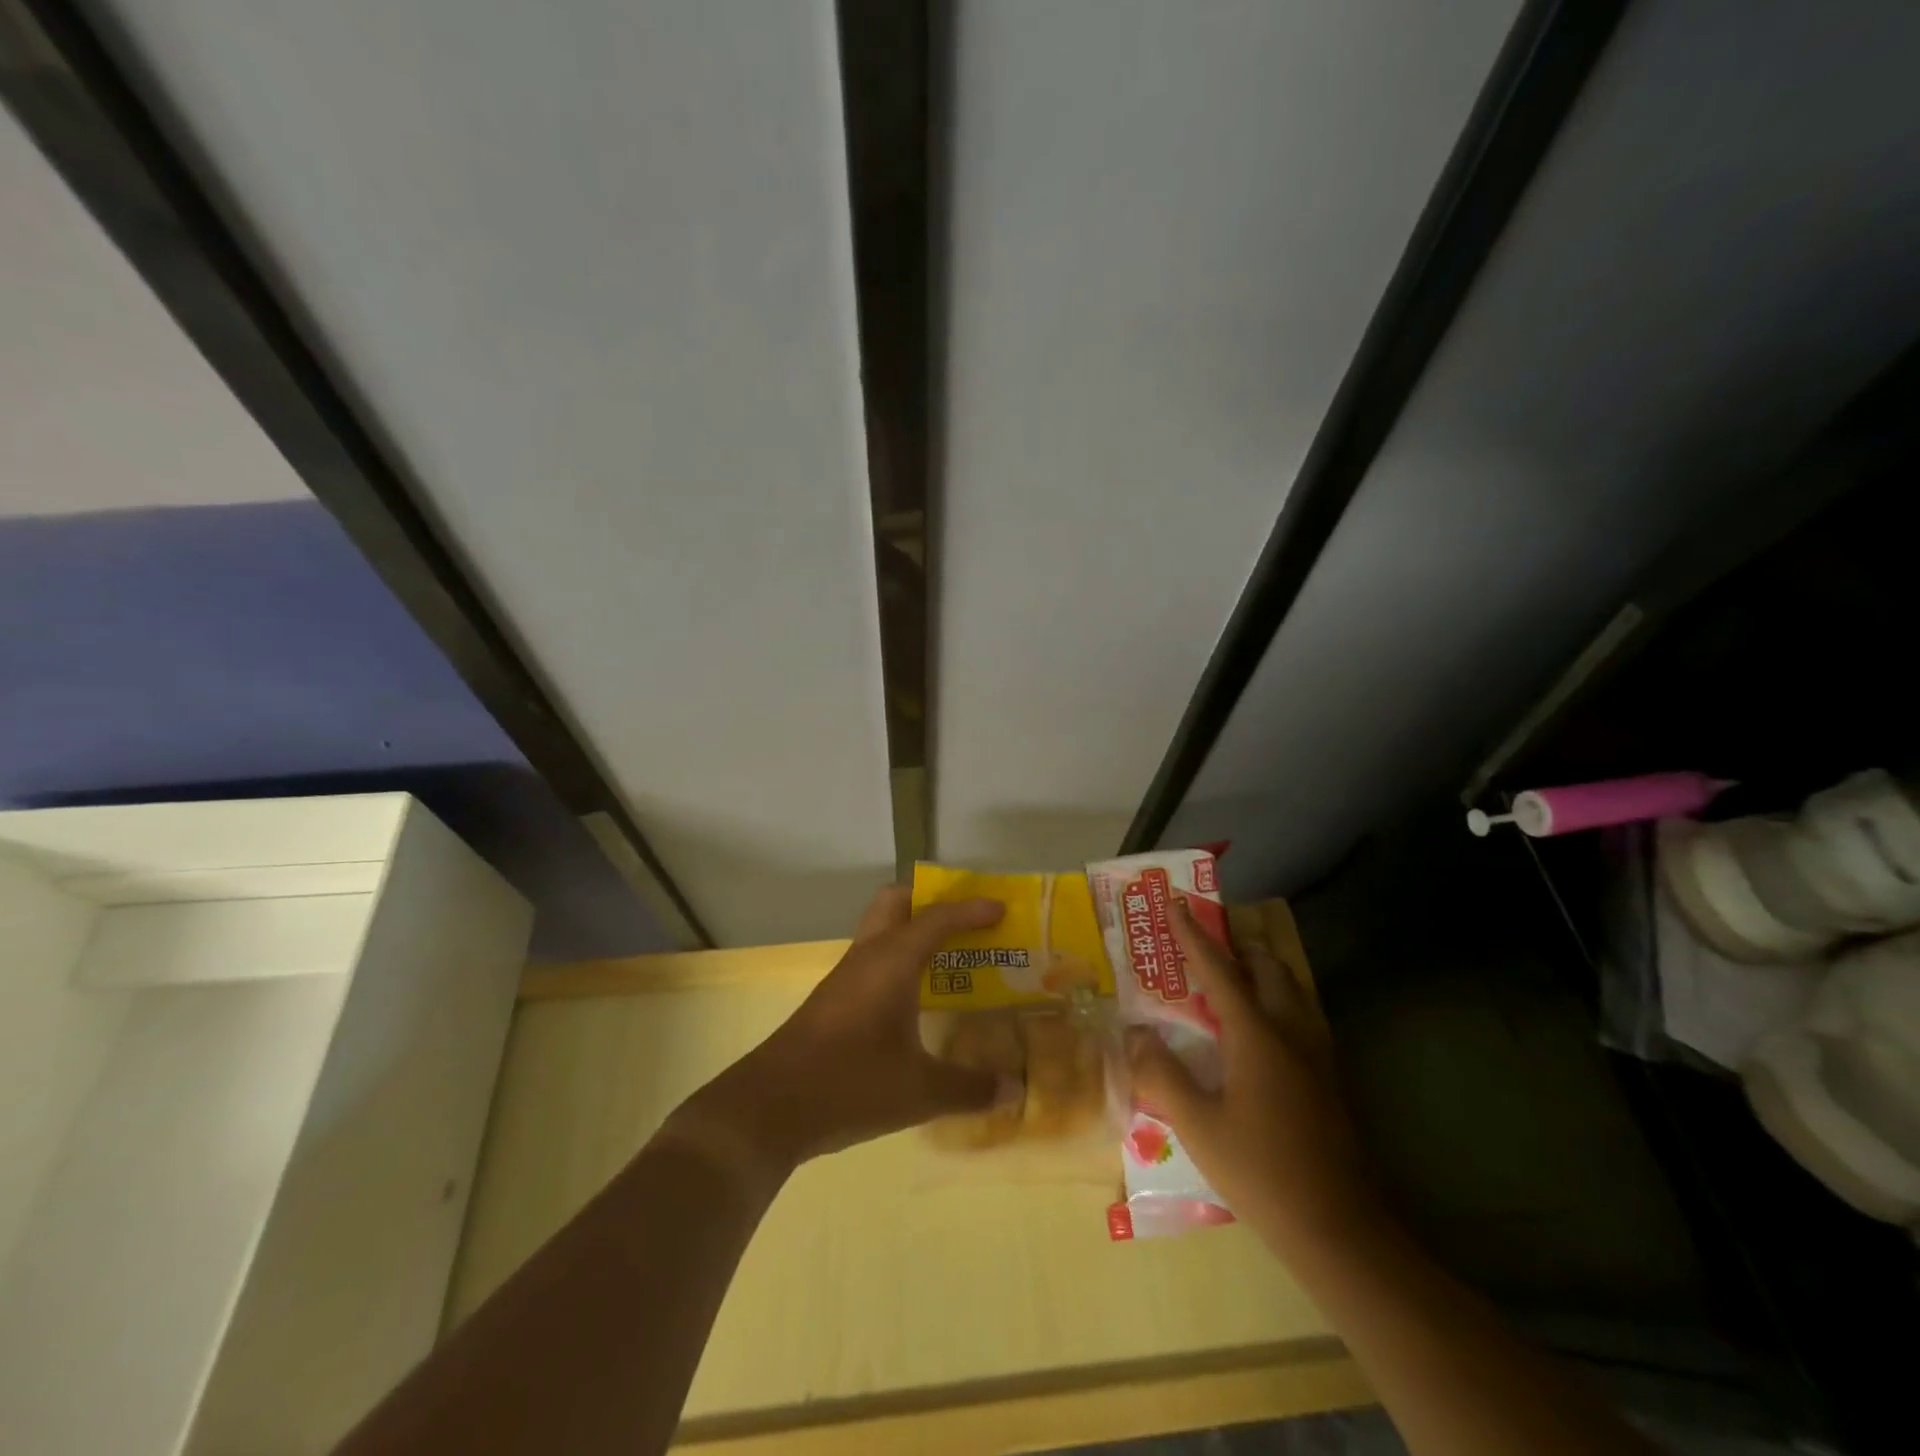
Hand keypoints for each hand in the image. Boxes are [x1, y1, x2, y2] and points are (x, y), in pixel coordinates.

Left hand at [672, 887, 1011, 1179]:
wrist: (769, 1108)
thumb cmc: (850, 1084)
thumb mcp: (919, 1091)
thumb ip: (970, 1088)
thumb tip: (1015, 1088)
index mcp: (891, 962)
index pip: (936, 918)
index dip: (970, 910)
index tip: (1002, 909)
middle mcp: (867, 957)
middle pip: (895, 903)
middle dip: (929, 901)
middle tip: (964, 922)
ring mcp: (845, 977)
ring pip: (880, 931)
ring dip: (912, 931)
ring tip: (949, 956)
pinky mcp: (832, 1000)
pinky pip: (872, 960)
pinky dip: (898, 961)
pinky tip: (914, 997)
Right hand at [1125, 897, 1378, 1256]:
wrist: (1339, 1230)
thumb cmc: (1261, 1172)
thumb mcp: (1197, 1125)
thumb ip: (1161, 1075)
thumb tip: (1136, 1036)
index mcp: (1256, 1035)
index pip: (1219, 970)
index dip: (1193, 935)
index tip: (1176, 904)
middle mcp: (1291, 1032)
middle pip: (1268, 967)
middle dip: (1237, 946)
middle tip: (1207, 945)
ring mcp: (1318, 1055)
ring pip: (1293, 989)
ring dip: (1262, 971)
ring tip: (1234, 978)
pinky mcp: (1330, 1079)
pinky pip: (1303, 1017)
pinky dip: (1278, 1001)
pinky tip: (1262, 1031)